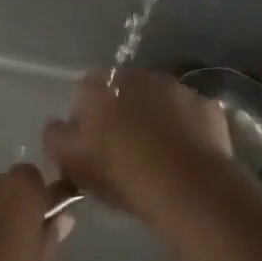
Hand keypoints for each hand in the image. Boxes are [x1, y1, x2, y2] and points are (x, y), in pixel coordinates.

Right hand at [43, 69, 234, 219]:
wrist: (186, 184)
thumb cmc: (121, 172)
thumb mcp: (72, 162)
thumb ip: (55, 138)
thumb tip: (56, 126)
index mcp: (99, 87)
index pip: (85, 93)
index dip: (87, 119)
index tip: (92, 147)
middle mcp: (136, 76)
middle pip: (123, 92)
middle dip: (123, 114)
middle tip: (126, 152)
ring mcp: (175, 87)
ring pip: (159, 100)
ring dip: (156, 118)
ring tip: (159, 156)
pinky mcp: (206, 106)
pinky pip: (190, 116)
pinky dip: (187, 130)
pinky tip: (186, 156)